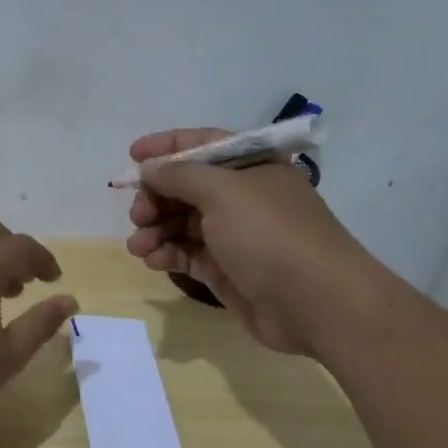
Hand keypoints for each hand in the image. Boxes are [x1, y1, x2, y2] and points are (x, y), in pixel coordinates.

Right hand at [124, 128, 368, 353]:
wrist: (315, 303)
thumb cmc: (269, 234)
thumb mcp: (223, 192)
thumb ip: (179, 175)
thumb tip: (149, 167)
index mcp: (252, 166)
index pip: (203, 144)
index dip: (166, 147)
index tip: (132, 156)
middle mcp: (243, 196)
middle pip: (187, 186)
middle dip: (157, 197)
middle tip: (139, 215)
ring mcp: (235, 235)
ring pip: (183, 222)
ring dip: (155, 229)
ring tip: (139, 245)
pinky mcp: (226, 269)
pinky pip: (188, 254)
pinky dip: (167, 254)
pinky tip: (153, 260)